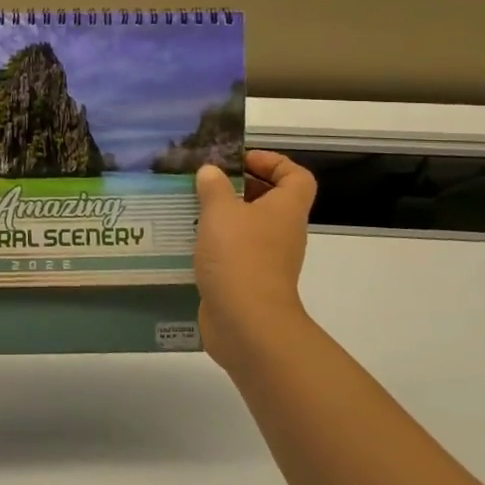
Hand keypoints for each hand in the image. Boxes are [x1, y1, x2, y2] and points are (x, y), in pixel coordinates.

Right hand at [193, 150, 318, 373]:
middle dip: (239, 187)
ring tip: (190, 207)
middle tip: (206, 182)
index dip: (273, 162)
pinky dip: (215, 244)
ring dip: (222, 216)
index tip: (240, 160)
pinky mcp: (248, 281)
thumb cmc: (240, 257)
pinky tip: (187, 241)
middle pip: (270, 200)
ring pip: (248, 227)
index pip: (296, 176)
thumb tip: (211, 172)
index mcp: (285, 209)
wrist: (247, 324)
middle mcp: (282, 232)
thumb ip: (214, 187)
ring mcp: (267, 259)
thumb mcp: (221, 212)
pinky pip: (234, 252)